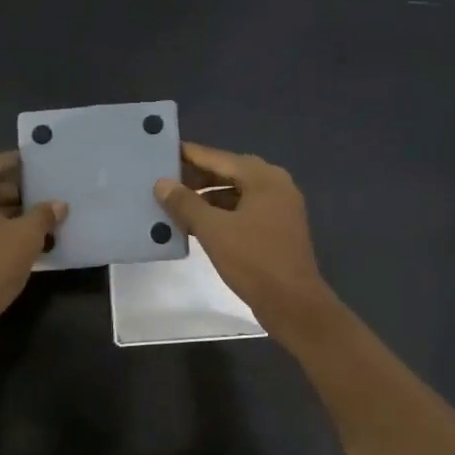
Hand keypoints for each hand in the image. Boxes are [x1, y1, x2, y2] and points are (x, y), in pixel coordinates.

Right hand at [154, 142, 338, 345]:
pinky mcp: (276, 231)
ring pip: (236, 195)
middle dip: (197, 177)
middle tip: (164, 178)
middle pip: (229, 174)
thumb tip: (162, 183)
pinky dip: (220, 215)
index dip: (191, 155)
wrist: (293, 304)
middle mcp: (275, 186)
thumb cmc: (254, 260)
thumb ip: (186, 203)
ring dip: (207, 198)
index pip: (220, 158)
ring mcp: (279, 209)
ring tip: (175, 202)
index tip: (165, 151)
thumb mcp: (213, 230)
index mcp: (264, 178)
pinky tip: (195, 225)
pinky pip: (243, 213)